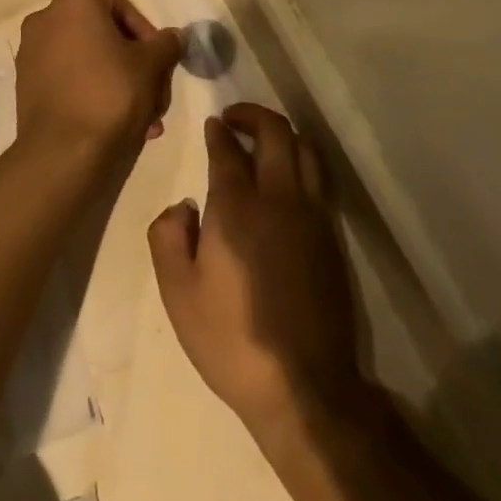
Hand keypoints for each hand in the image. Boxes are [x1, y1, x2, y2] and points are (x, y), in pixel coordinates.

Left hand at [15, 0, 182, 164]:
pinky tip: (115, 123)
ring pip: (89, 61)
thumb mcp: (151, 65)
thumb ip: (166, 43)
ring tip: (143, 119)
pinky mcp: (26, 83)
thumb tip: (172, 36)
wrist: (62, 152)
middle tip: (155, 95)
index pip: (123, 8)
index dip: (148, 37)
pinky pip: (70, 79)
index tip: (161, 64)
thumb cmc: (110, 94)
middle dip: (135, 66)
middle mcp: (46, 18)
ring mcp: (31, 52)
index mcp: (74, 1)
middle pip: (105, 36)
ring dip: (119, 84)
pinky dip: (93, 93)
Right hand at [149, 105, 366, 440]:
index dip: (219, 131)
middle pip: (276, 132)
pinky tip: (287, 179)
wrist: (303, 386)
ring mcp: (312, 215)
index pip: (229, 149)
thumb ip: (168, 237)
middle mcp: (279, 198)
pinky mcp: (332, 237)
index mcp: (237, 207)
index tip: (212, 125)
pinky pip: (318, 179)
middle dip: (254, 115)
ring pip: (305, 150)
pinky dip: (301, 162)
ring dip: (283, 134)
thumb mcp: (177, 293)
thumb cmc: (230, 339)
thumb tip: (183, 206)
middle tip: (234, 118)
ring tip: (263, 141)